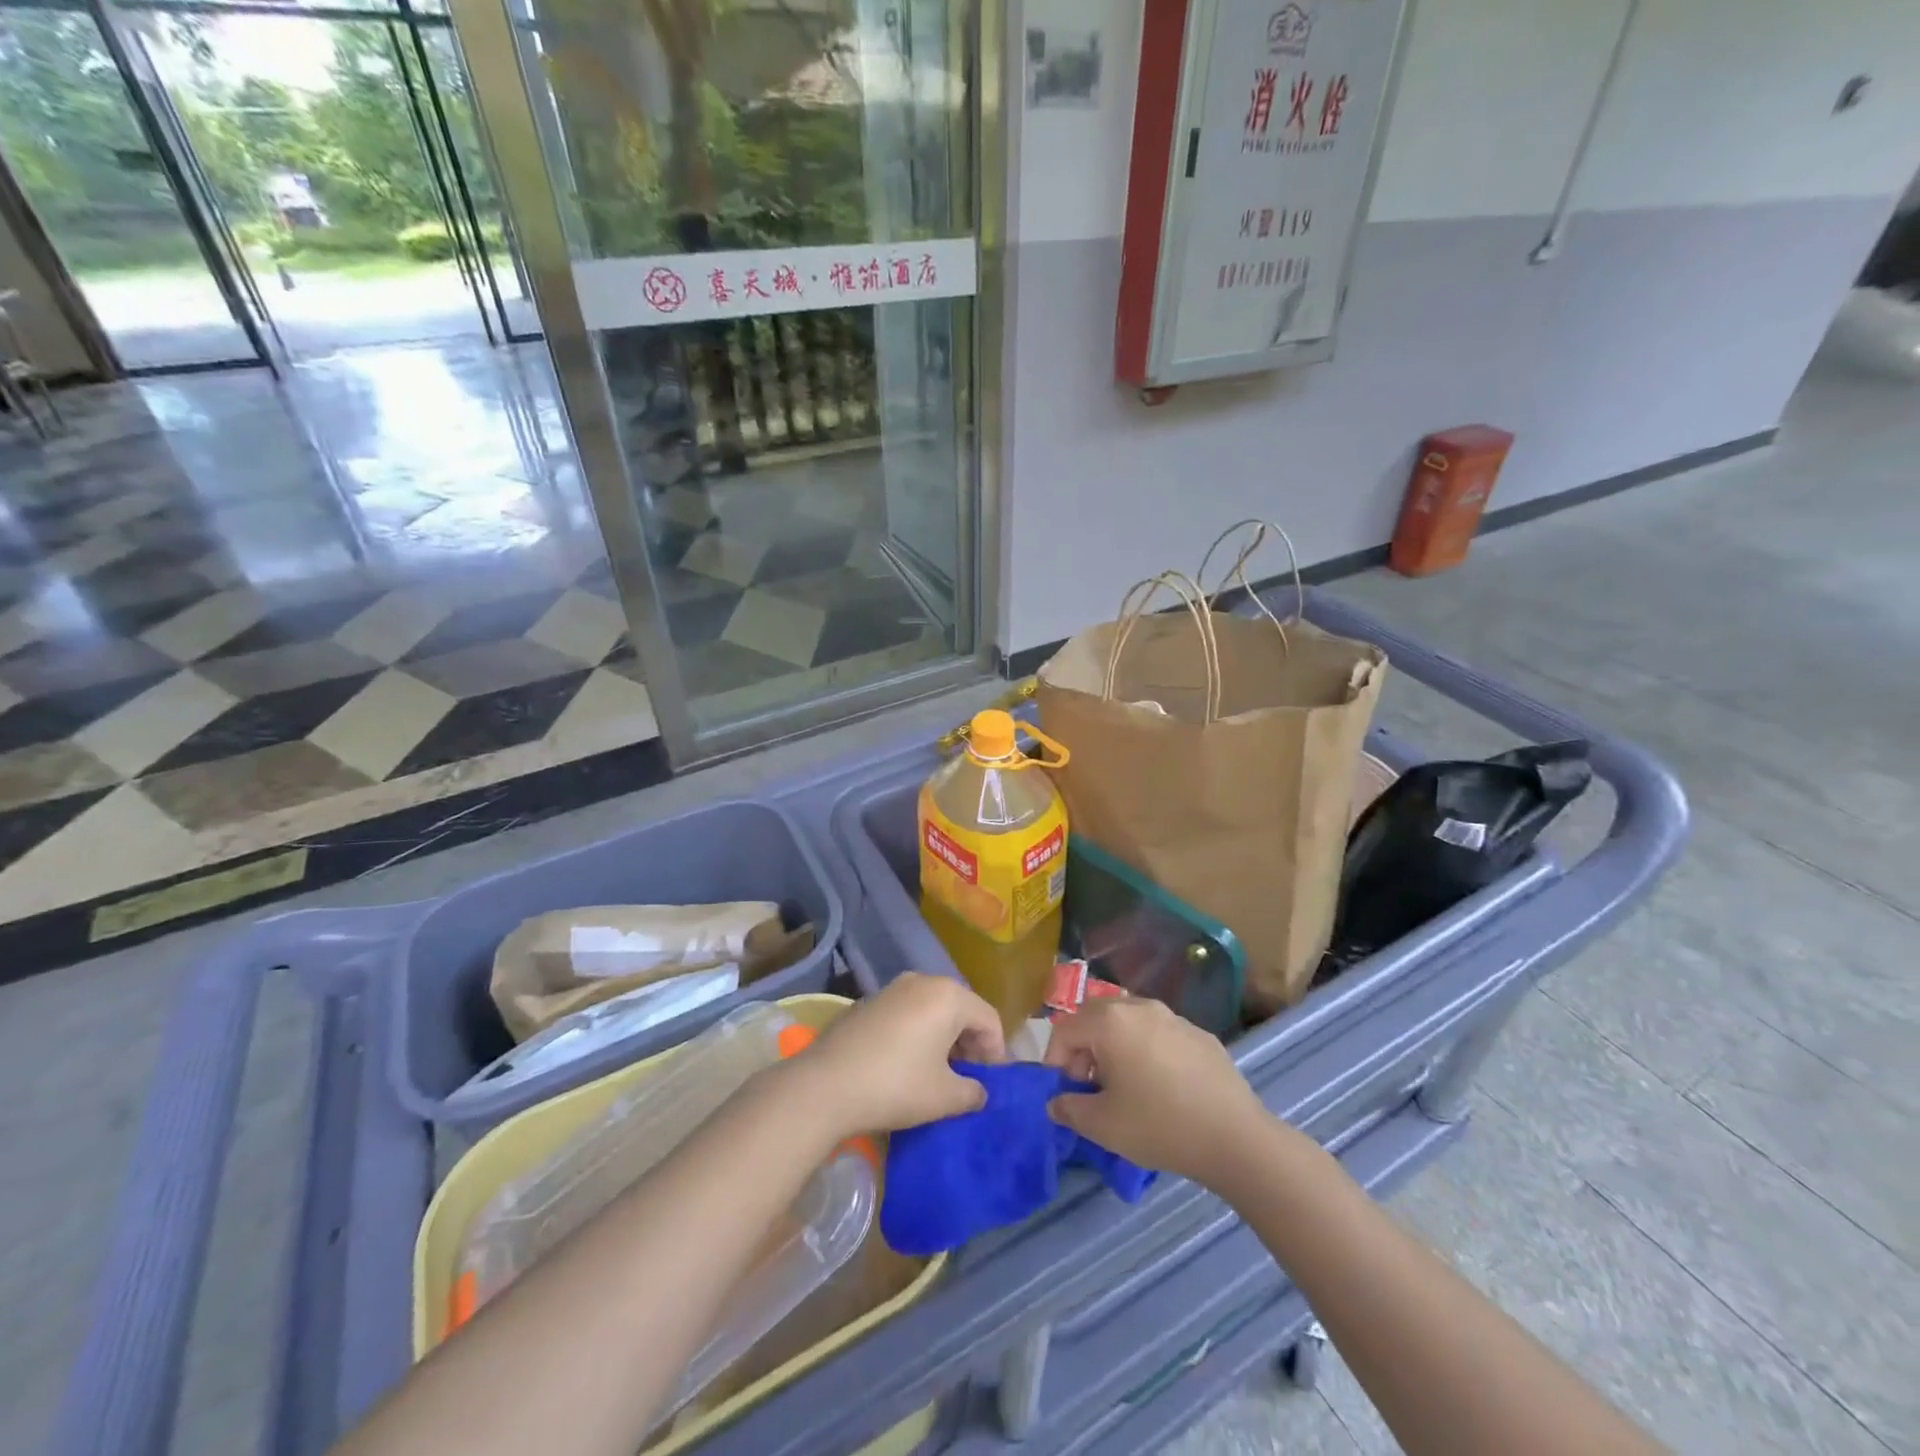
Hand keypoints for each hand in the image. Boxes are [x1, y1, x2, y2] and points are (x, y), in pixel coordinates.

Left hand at [795, 973, 1006, 1136]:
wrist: (825, 1084)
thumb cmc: (896, 1086)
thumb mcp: (944, 1097)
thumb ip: (972, 1092)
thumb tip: (979, 1091)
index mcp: (949, 996)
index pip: (988, 1018)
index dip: (996, 1052)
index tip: (991, 1083)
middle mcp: (923, 981)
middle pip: (961, 1008)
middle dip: (970, 1042)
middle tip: (968, 1078)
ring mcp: (892, 989)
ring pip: (932, 1009)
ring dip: (943, 1037)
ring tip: (938, 1073)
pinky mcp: (868, 1002)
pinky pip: (907, 1013)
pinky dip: (917, 1033)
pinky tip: (906, 1064)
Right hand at [1044, 997, 1267, 1187]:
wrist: (1235, 1137)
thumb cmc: (1159, 1126)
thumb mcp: (1103, 1126)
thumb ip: (1069, 1109)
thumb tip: (1056, 1102)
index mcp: (1110, 1021)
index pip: (1065, 1030)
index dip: (1055, 1061)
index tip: (1063, 1094)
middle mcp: (1139, 1007)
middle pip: (1095, 1017)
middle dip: (1083, 1048)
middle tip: (1088, 1087)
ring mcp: (1173, 1016)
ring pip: (1129, 1022)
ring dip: (1114, 1047)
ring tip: (1123, 1086)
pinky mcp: (1199, 1033)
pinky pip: (1159, 1034)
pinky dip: (1147, 1051)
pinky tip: (1161, 1087)